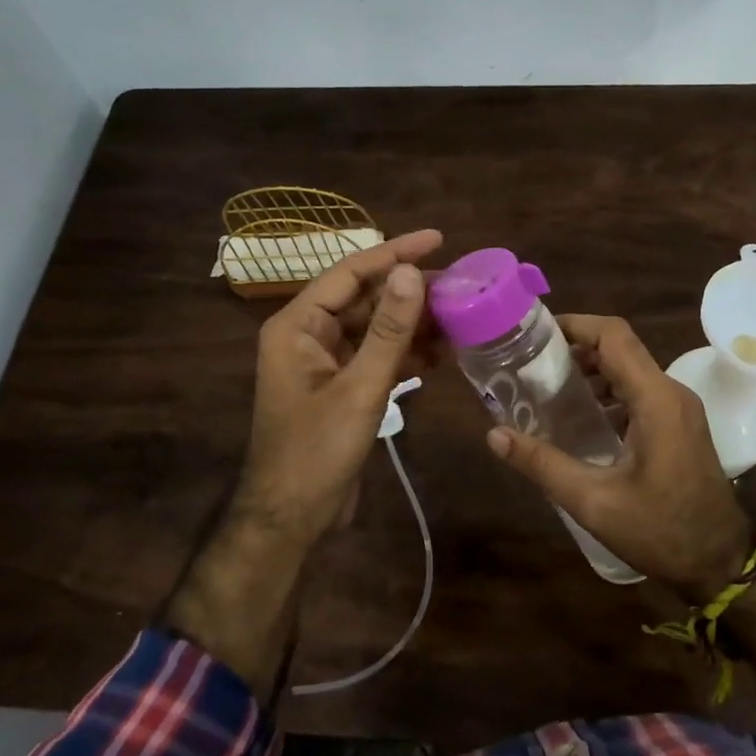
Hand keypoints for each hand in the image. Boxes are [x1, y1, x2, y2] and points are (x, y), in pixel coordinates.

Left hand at [231, 228, 442, 547]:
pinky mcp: (343, 387)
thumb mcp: (358, 388)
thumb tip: (411, 273)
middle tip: (462, 284)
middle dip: (412, 292)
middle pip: (366, 299)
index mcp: (298, 326)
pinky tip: (445, 351)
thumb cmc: (315, 451)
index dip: (395, 252)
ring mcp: (327, 363)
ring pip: (376, 329)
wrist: (292, 517)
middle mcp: (309, 336)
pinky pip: (379, 357)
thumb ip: (387, 331)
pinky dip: (409, 354)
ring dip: (415, 324)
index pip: (350, 273)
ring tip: (462, 314)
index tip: (438, 239)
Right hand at [485, 314, 755, 598]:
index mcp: (656, 399)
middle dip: (576, 348)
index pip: (614, 336)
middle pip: (621, 348)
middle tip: (531, 363)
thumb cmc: (661, 531)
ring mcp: (679, 409)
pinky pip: (640, 392)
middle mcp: (671, 393)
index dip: (575, 325)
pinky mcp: (680, 426)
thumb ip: (542, 464)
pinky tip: (580, 417)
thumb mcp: (593, 502)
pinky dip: (608, 392)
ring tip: (547, 387)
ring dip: (592, 370)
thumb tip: (494, 435)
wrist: (720, 564)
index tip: (534, 333)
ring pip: (631, 369)